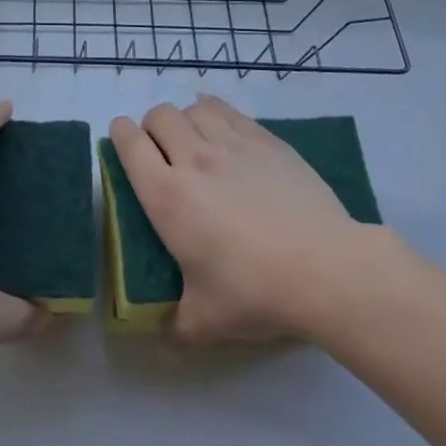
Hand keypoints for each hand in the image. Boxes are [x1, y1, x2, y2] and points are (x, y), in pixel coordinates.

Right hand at [110, 96, 391, 344]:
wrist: (325, 269)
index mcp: (167, 196)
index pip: (129, 143)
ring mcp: (231, 143)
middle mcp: (193, 159)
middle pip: (159, 116)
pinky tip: (223, 131)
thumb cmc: (256, 291)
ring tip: (196, 141)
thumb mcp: (207, 321)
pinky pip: (228, 110)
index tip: (122, 142)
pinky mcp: (265, 139)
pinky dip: (216, 113)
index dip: (120, 135)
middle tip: (162, 152)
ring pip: (193, 108)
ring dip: (186, 119)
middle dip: (153, 127)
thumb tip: (166, 337)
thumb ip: (178, 327)